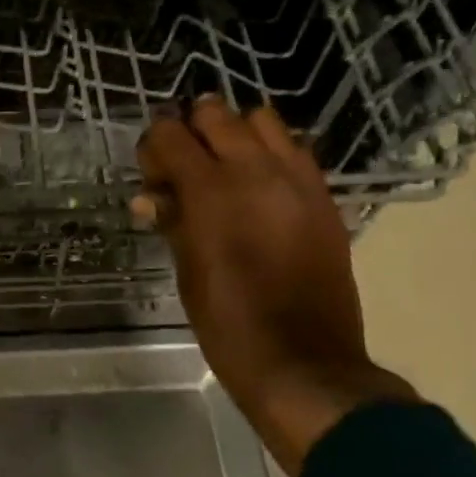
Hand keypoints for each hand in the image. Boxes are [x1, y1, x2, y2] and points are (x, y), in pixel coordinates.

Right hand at [135, 96, 415, 475]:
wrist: (303, 362)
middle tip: (183, 165)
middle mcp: (257, 171)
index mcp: (212, 191)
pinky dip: (271, 153)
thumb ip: (171, 220)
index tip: (151, 171)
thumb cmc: (228, 323)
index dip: (153, 146)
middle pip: (216, 114)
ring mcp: (298, 180)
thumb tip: (151, 196)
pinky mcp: (324, 197)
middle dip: (192, 130)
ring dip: (236, 134)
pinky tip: (261, 187)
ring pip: (262, 120)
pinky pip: (295, 150)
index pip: (171, 134)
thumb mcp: (187, 270)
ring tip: (226, 169)